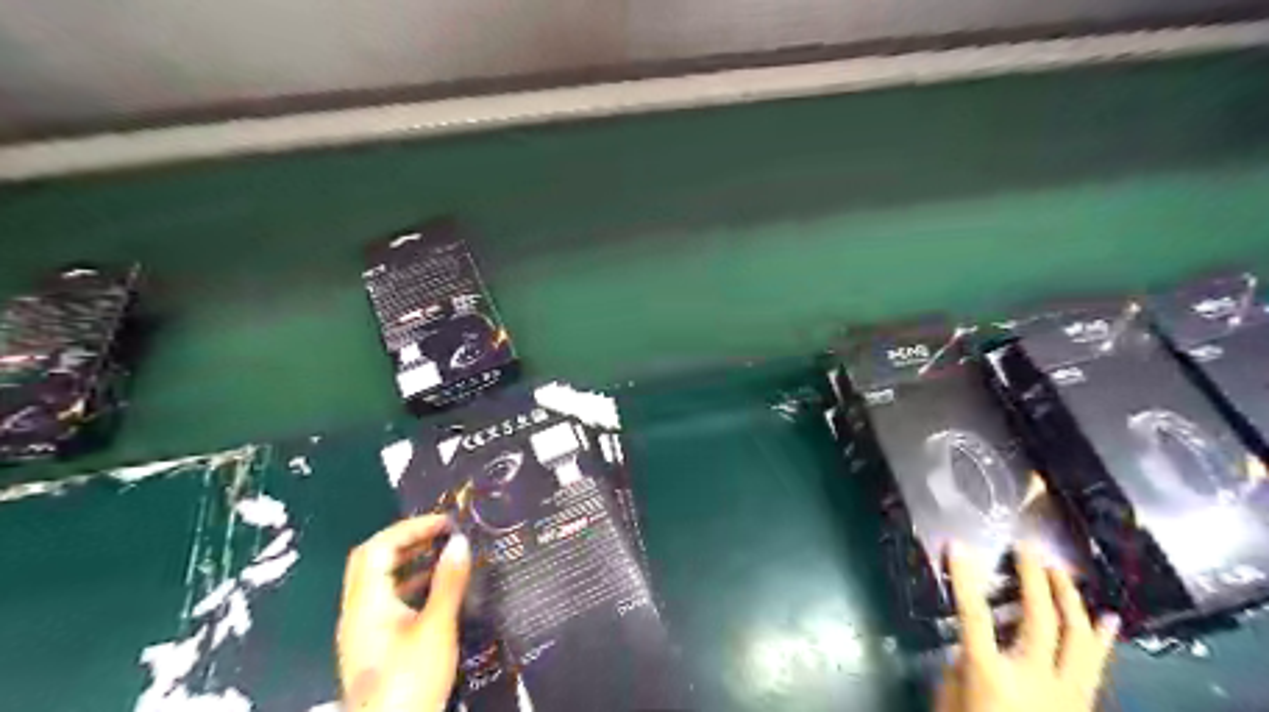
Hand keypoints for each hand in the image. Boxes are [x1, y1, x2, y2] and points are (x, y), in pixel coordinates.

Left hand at [340, 518, 473, 711]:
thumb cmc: (411, 680)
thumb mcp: (436, 628)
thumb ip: (448, 583)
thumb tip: (460, 542)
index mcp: (365, 604)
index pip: (378, 548)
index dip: (410, 528)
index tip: (445, 522)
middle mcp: (357, 613)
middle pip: (371, 560)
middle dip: (407, 540)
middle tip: (441, 533)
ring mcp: (362, 631)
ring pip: (378, 581)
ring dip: (408, 561)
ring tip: (444, 554)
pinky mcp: (373, 647)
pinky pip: (386, 601)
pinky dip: (410, 585)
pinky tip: (437, 591)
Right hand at [928, 545, 1118, 710]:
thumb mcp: (949, 701)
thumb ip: (960, 668)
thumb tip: (971, 645)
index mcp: (990, 675)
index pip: (973, 615)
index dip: (964, 578)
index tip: (958, 546)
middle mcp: (1033, 678)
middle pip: (1038, 619)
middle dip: (1033, 578)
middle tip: (1027, 548)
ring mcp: (1066, 692)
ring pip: (1076, 637)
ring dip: (1068, 599)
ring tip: (1060, 570)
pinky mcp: (1081, 704)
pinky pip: (1095, 664)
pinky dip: (1102, 638)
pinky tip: (1107, 618)